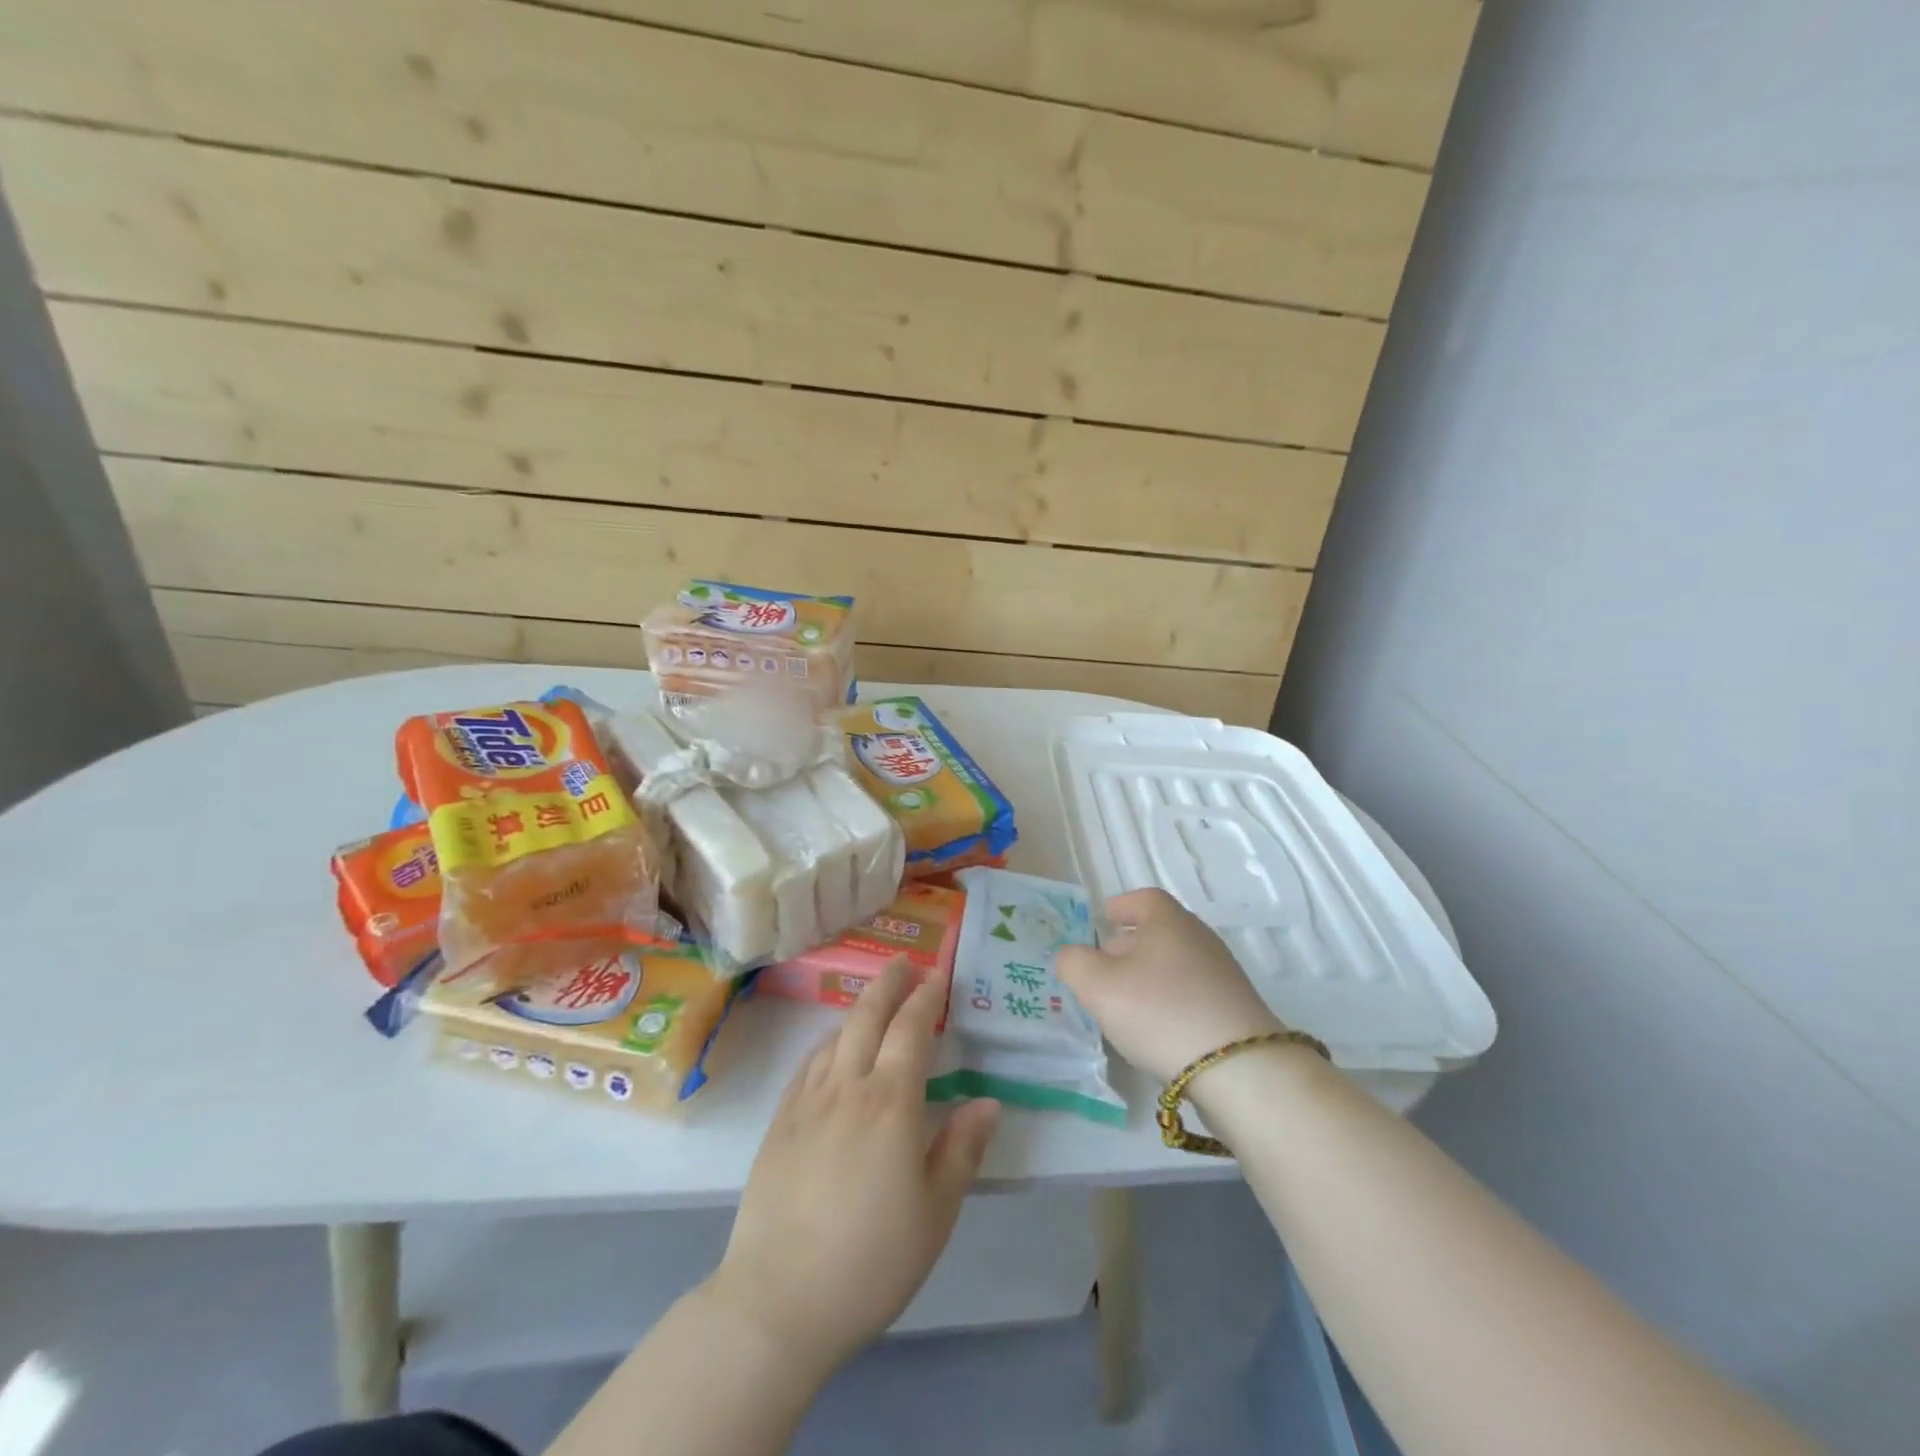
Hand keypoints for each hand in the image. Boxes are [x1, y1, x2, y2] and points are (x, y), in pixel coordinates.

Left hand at [705, 960, 999, 1377]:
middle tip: (904, 963)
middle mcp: (847, 1087)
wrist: (778, 1299)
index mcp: (890, 1102)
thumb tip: (987, 1102)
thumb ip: (962, 1149)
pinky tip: (830, 1047)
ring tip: (874, 999)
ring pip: (835, 1036)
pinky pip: (807, 1065)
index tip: (937, 975)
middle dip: (889, 984)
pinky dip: (826, 1042)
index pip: (910, 1030)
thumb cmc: (870, 1259)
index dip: (926, 998)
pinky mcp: (779, 1124)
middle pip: (867, 1018)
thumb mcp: (935, 1212)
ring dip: (858, 1009)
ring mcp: (806, 1103)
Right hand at [1056, 888, 1283, 1083]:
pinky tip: (1157, 1029)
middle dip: (1127, 946)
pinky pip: (1191, 992)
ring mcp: (1222, 973)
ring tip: (1125, 1005)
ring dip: (1148, 977)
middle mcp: (1198, 937)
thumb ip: (1073, 963)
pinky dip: (1169, 1000)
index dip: (1120, 907)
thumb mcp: (1098, 986)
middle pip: (1157, 931)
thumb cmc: (1161, 1012)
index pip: (1142, 899)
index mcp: (1168, 920)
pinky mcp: (1234, 1008)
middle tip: (1102, 969)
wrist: (1240, 1068)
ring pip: (1173, 963)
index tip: (1102, 921)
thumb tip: (1071, 955)